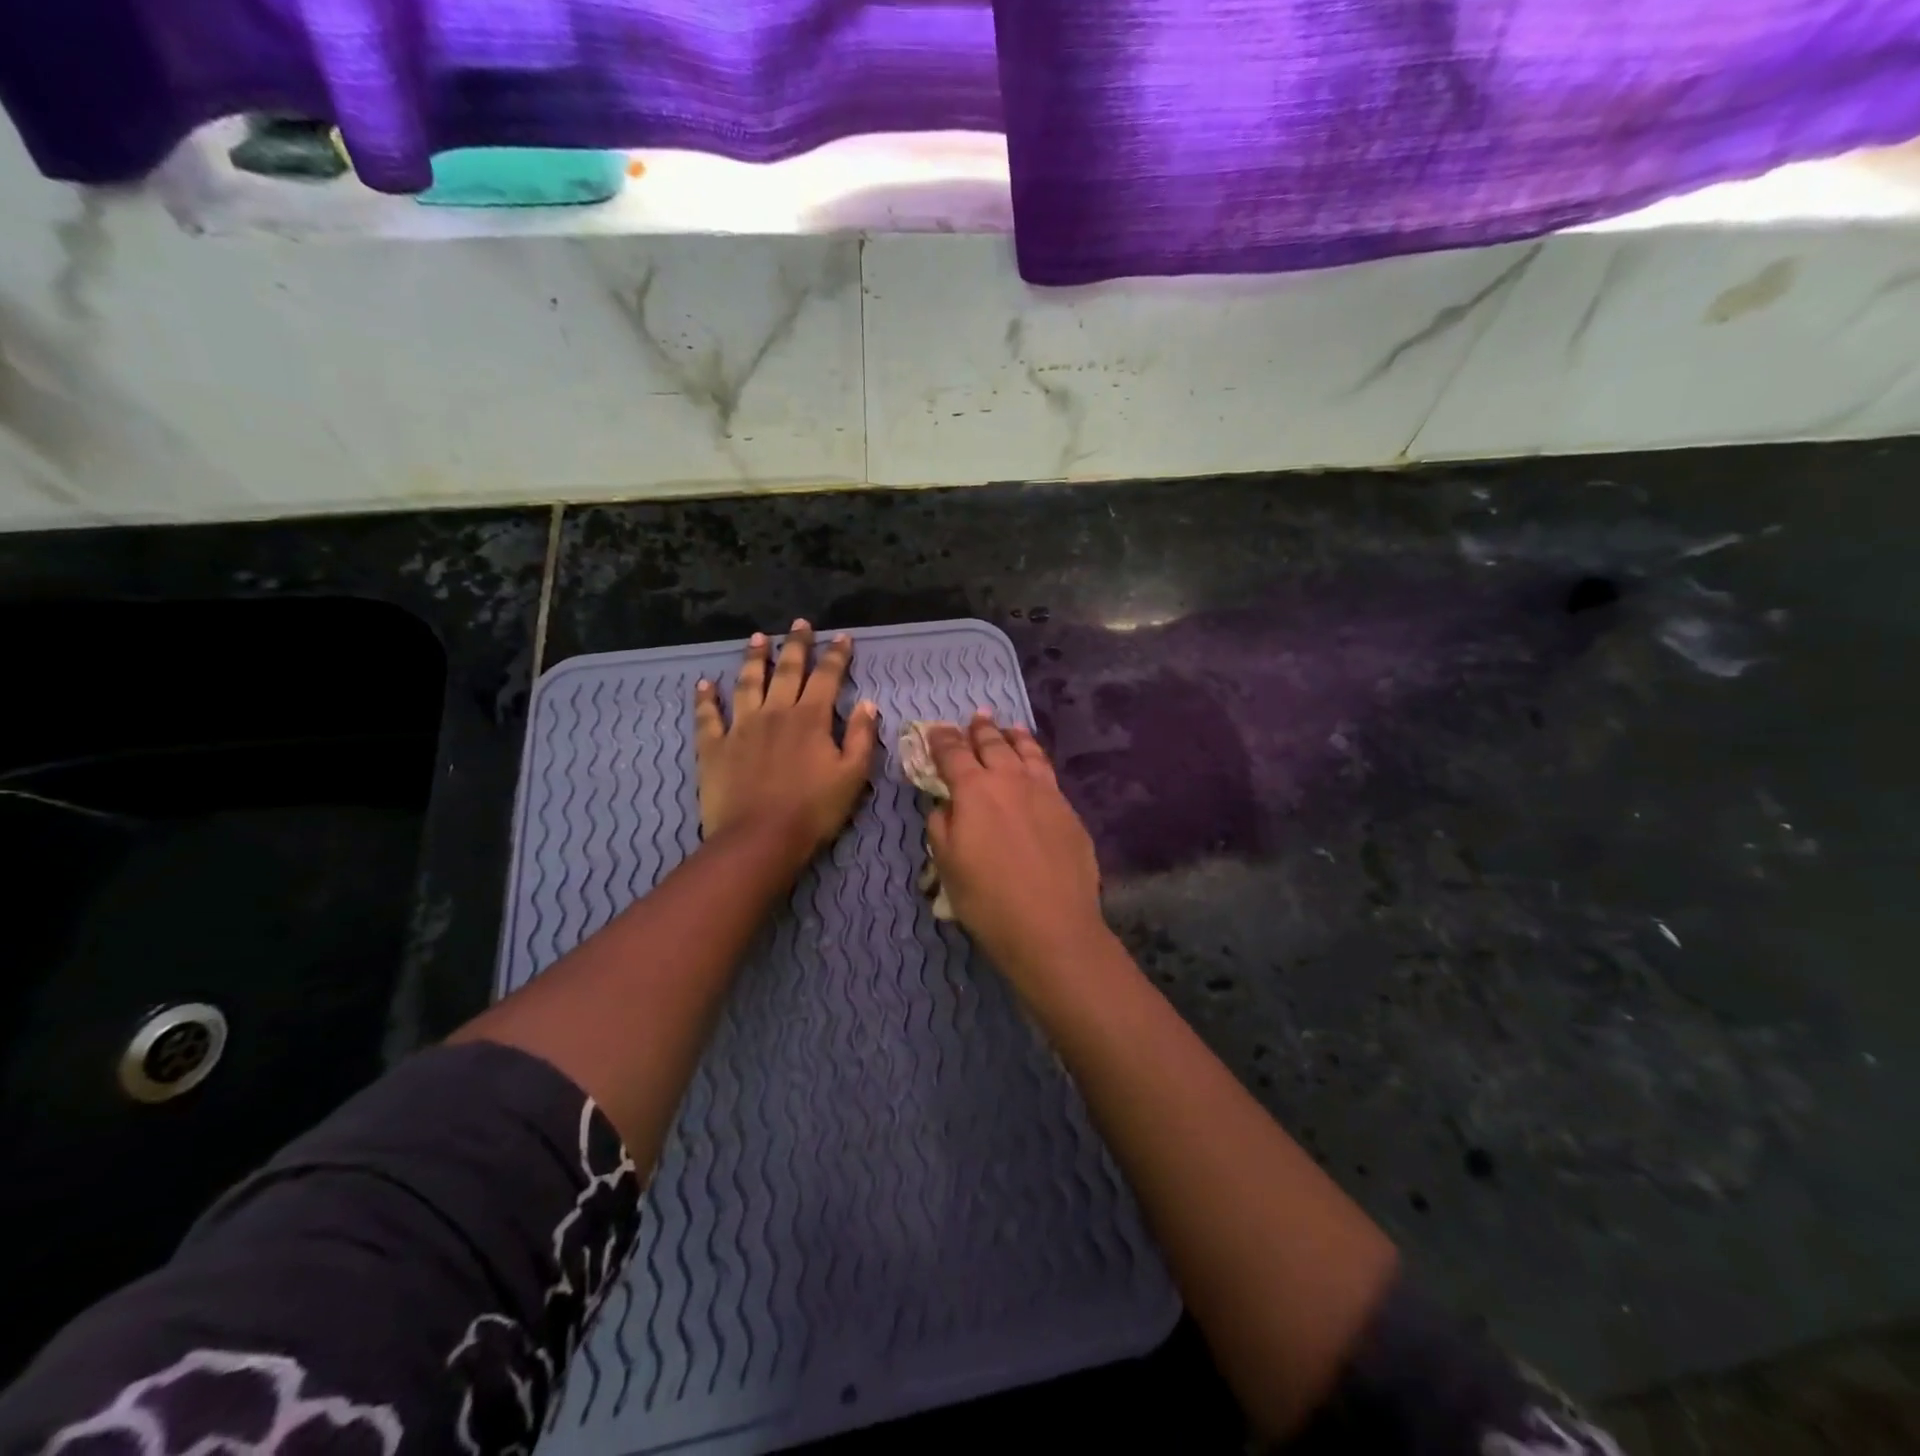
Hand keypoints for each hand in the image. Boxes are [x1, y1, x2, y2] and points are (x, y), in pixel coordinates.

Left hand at [694, 620, 877, 859]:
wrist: (759, 839)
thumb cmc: (813, 810)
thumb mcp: (853, 776)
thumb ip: (862, 737)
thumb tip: (867, 704)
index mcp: (811, 718)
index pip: (827, 676)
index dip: (836, 655)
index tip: (842, 636)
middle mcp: (775, 712)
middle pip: (786, 670)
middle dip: (796, 645)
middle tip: (799, 623)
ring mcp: (740, 727)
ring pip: (747, 683)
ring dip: (753, 658)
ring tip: (757, 638)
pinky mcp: (714, 747)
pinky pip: (707, 716)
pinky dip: (705, 698)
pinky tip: (704, 684)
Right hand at [924, 712, 1106, 977]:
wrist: (1052, 925)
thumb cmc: (988, 899)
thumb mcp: (947, 864)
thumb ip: (941, 826)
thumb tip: (946, 805)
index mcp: (974, 790)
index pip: (953, 753)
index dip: (942, 739)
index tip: (935, 730)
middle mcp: (1010, 780)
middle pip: (993, 744)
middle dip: (980, 729)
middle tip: (976, 717)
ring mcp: (1045, 792)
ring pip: (1027, 752)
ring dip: (1013, 737)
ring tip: (1009, 728)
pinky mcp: (1068, 809)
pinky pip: (1048, 772)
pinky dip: (1036, 759)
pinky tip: (1035, 764)